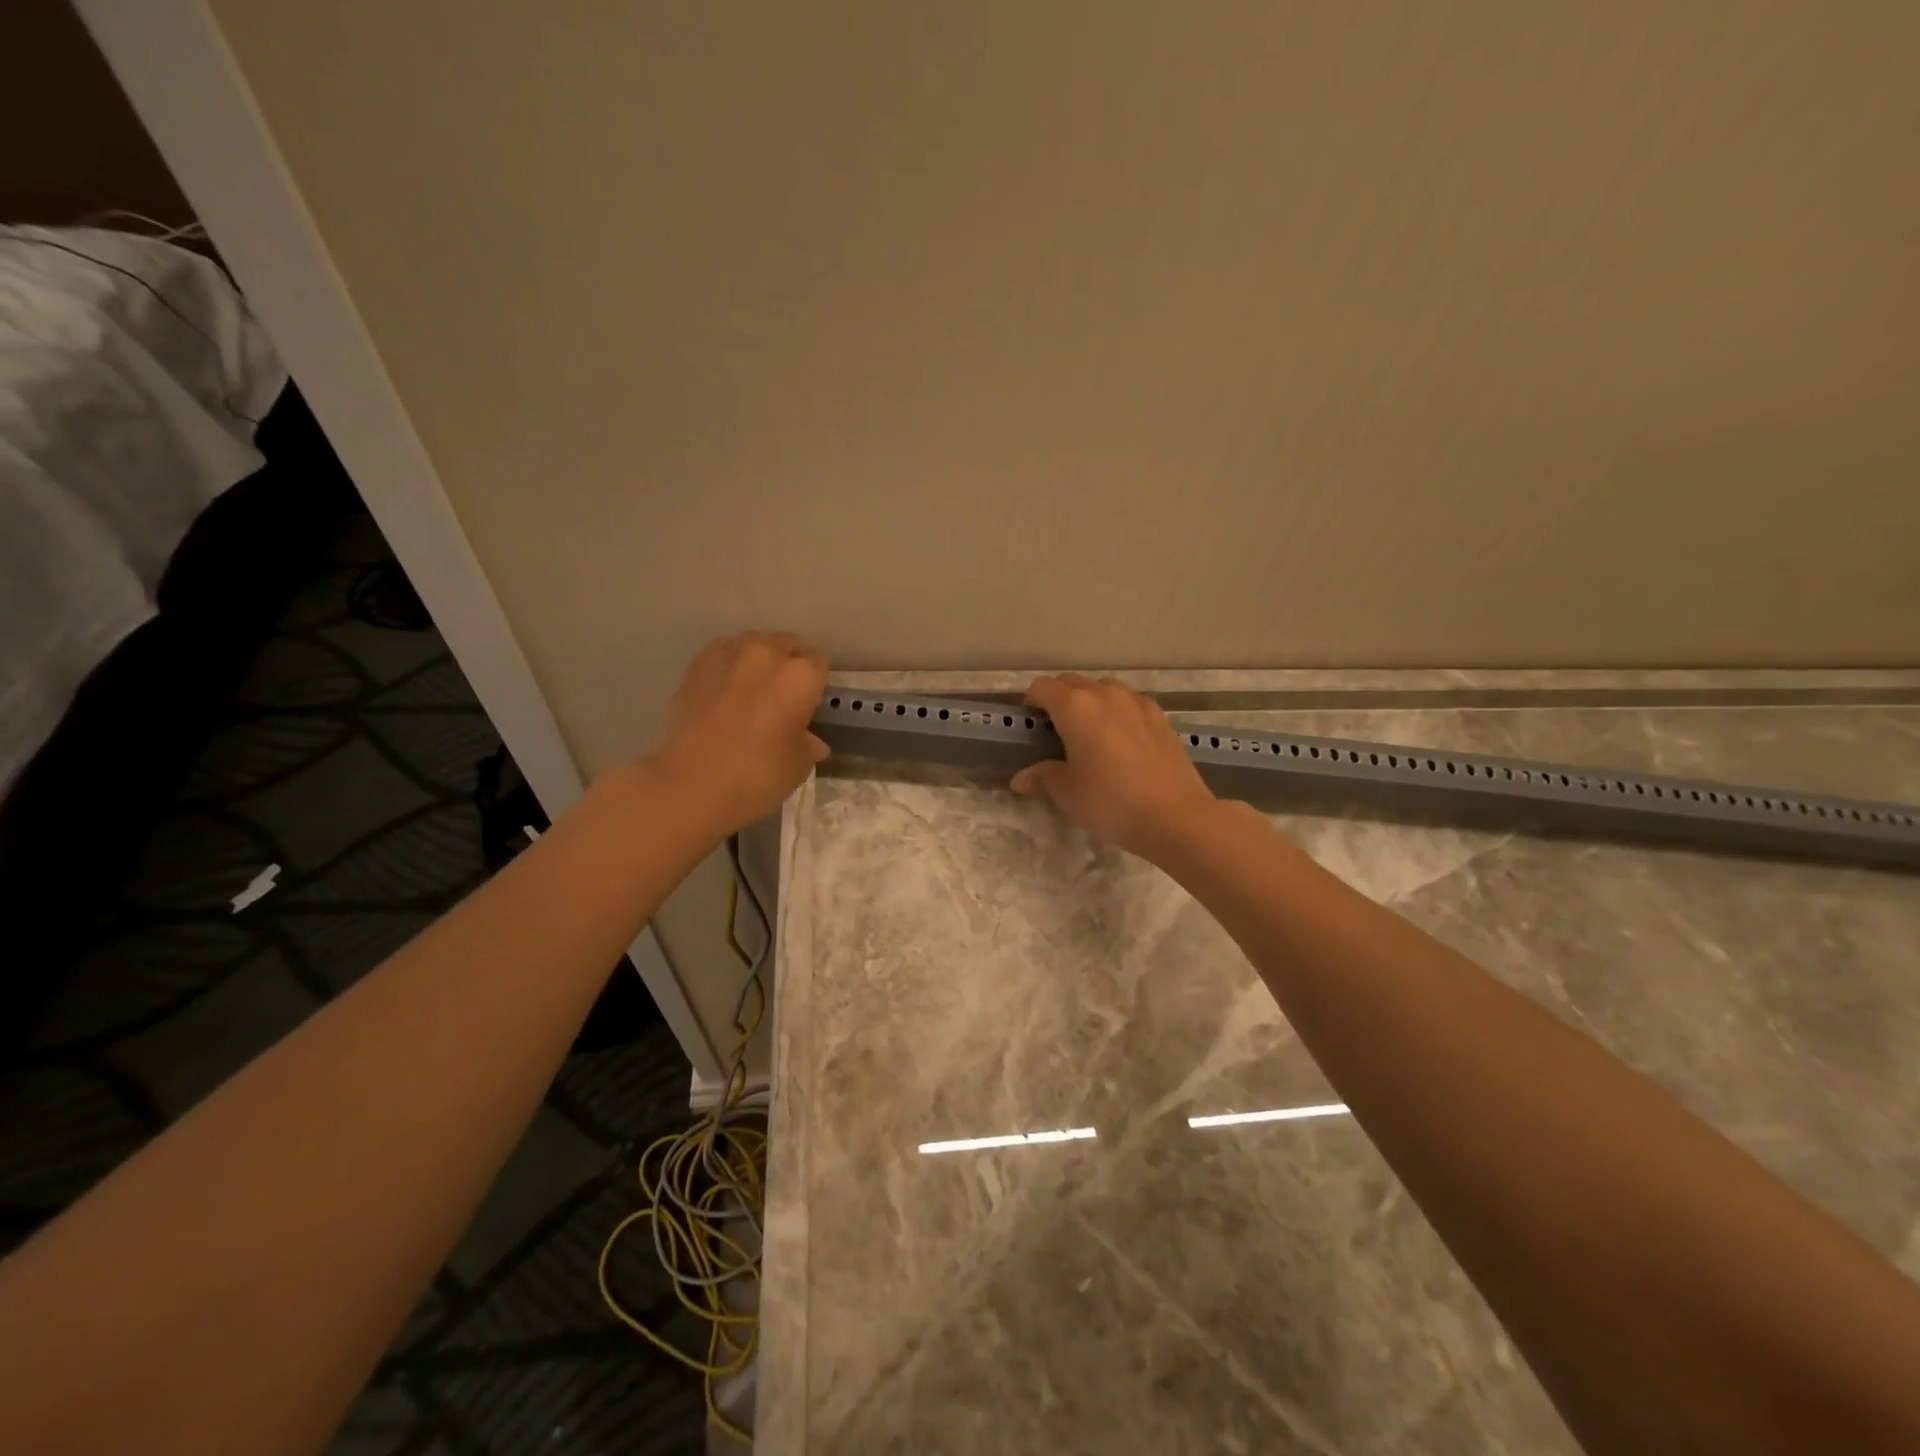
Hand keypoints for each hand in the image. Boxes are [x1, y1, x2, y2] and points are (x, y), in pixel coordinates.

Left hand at [650, 632, 828, 836]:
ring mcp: (727, 655)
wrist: (691, 784)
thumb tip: (810, 741)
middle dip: (788, 665)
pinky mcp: (696, 666)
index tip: (808, 705)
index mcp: (800, 675)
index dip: (815, 685)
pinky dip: (727, 668)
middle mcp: (766, 654)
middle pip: (786, 645)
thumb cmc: (758, 774)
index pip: (819, 664)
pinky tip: (723, 693)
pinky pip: (721, 656)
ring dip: (757, 661)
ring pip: (752, 645)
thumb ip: (808, 744)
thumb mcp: (798, 765)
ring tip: (750, 691)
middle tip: (782, 697)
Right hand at [1010, 674, 1220, 860]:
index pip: (1042, 687)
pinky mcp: (1160, 716)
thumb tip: (1020, 779)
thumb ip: (1042, 778)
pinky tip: (1120, 741)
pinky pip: (1128, 702)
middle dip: (1058, 700)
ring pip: (1102, 689)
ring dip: (1089, 702)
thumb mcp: (1068, 794)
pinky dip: (1116, 712)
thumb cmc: (1112, 802)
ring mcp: (1137, 702)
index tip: (1031, 726)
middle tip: (1055, 732)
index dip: (1031, 703)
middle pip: (1072, 682)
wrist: (1176, 816)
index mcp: (1075, 707)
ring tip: (1089, 734)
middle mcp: (1105, 694)